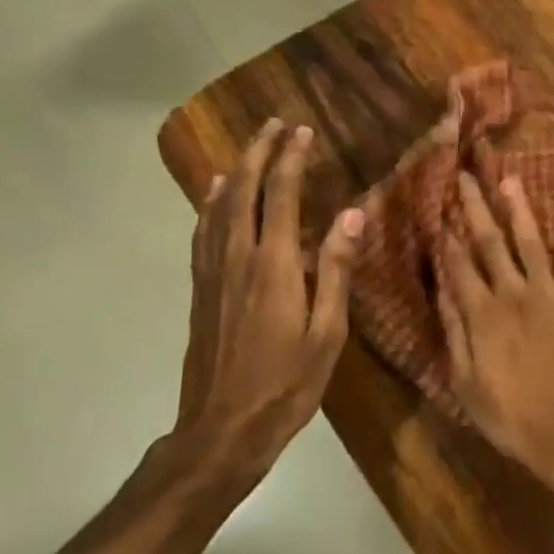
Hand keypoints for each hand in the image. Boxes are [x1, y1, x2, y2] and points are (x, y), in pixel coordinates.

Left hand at [172, 119, 364, 504]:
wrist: (222, 430)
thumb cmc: (286, 384)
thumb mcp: (327, 332)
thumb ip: (336, 269)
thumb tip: (353, 214)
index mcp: (274, 266)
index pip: (282, 195)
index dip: (292, 159)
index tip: (304, 131)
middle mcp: (238, 258)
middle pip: (243, 190)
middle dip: (259, 152)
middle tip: (275, 123)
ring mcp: (213, 272)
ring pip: (218, 206)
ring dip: (234, 170)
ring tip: (250, 146)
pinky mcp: (200, 289)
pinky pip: (203, 232)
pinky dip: (208, 203)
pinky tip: (212, 193)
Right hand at [436, 174, 553, 494]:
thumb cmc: (513, 418)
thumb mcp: (466, 385)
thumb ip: (454, 333)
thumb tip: (441, 290)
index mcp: (481, 314)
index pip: (458, 265)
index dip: (446, 236)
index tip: (438, 208)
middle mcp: (513, 293)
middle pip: (490, 243)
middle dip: (475, 209)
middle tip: (465, 177)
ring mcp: (550, 294)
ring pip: (531, 242)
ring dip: (519, 209)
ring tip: (509, 179)